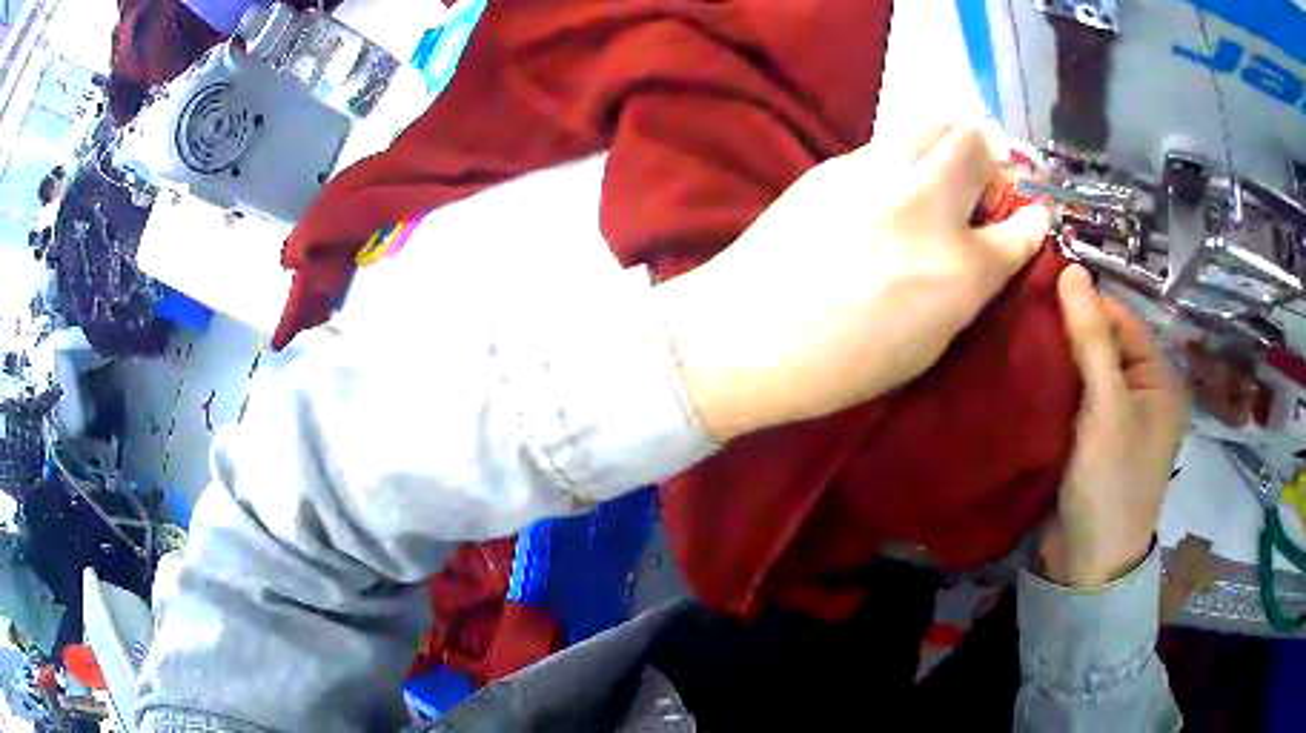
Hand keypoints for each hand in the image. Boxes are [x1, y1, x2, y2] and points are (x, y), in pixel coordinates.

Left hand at [655, 122, 1050, 440]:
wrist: (745, 335)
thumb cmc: (840, 365)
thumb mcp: (926, 345)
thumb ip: (966, 289)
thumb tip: (986, 251)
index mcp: (960, 270)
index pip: (1020, 227)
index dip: (1031, 221)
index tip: (1031, 218)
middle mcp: (927, 207)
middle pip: (976, 142)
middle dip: (989, 159)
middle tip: (978, 187)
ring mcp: (877, 173)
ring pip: (932, 120)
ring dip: (950, 139)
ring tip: (940, 171)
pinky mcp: (836, 163)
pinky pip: (889, 140)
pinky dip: (906, 154)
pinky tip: (889, 186)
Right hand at [1038, 266, 1186, 586]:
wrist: (1088, 566)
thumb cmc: (1111, 483)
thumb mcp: (1106, 407)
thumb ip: (1091, 338)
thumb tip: (1071, 268)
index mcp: (1159, 379)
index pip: (1121, 320)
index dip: (1085, 303)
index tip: (1038, 292)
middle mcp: (1142, 393)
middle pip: (1104, 344)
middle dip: (1068, 332)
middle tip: (1022, 317)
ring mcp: (1117, 419)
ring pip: (1086, 372)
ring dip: (1057, 360)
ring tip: (1017, 341)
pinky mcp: (1092, 441)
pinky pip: (1075, 399)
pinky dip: (1054, 387)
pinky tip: (1026, 377)